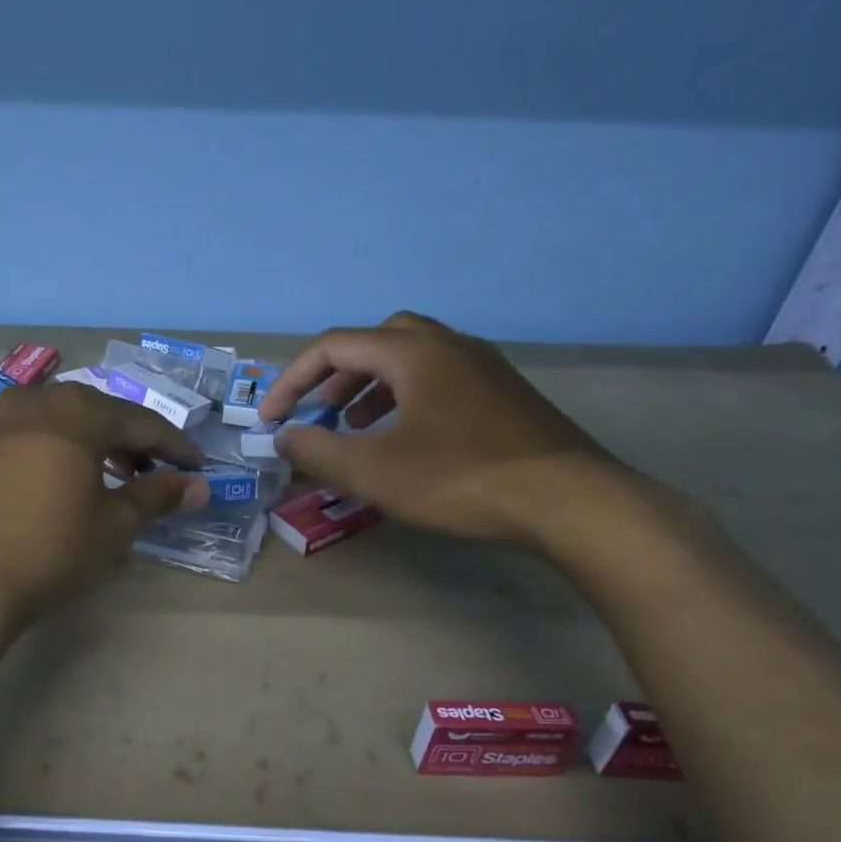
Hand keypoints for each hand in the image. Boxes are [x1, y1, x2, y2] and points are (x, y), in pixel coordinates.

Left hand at [0, 384, 208, 626]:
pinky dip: (48, 452)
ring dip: (87, 443)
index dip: (174, 446)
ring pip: (54, 421)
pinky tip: (50, 484)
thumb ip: (157, 497)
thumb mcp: (112, 527)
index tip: (197, 467)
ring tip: (102, 478)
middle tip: (150, 471)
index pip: (141, 423)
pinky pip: (21, 437)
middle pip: (95, 412)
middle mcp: (33, 402)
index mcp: (77, 413)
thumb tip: (198, 486)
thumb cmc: (46, 551)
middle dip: (128, 440)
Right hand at [255, 311, 626, 548]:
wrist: (569, 501)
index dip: (292, 380)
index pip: (333, 346)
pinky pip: (441, 379)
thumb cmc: (461, 479)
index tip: (271, 419)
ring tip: (356, 423)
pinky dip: (408, 397)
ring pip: (412, 358)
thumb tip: (284, 436)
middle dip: (337, 373)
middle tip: (320, 409)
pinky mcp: (505, 394)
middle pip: (377, 340)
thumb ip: (318, 450)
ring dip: (372, 385)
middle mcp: (450, 345)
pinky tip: (408, 438)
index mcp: (413, 353)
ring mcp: (484, 367)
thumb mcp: (374, 471)